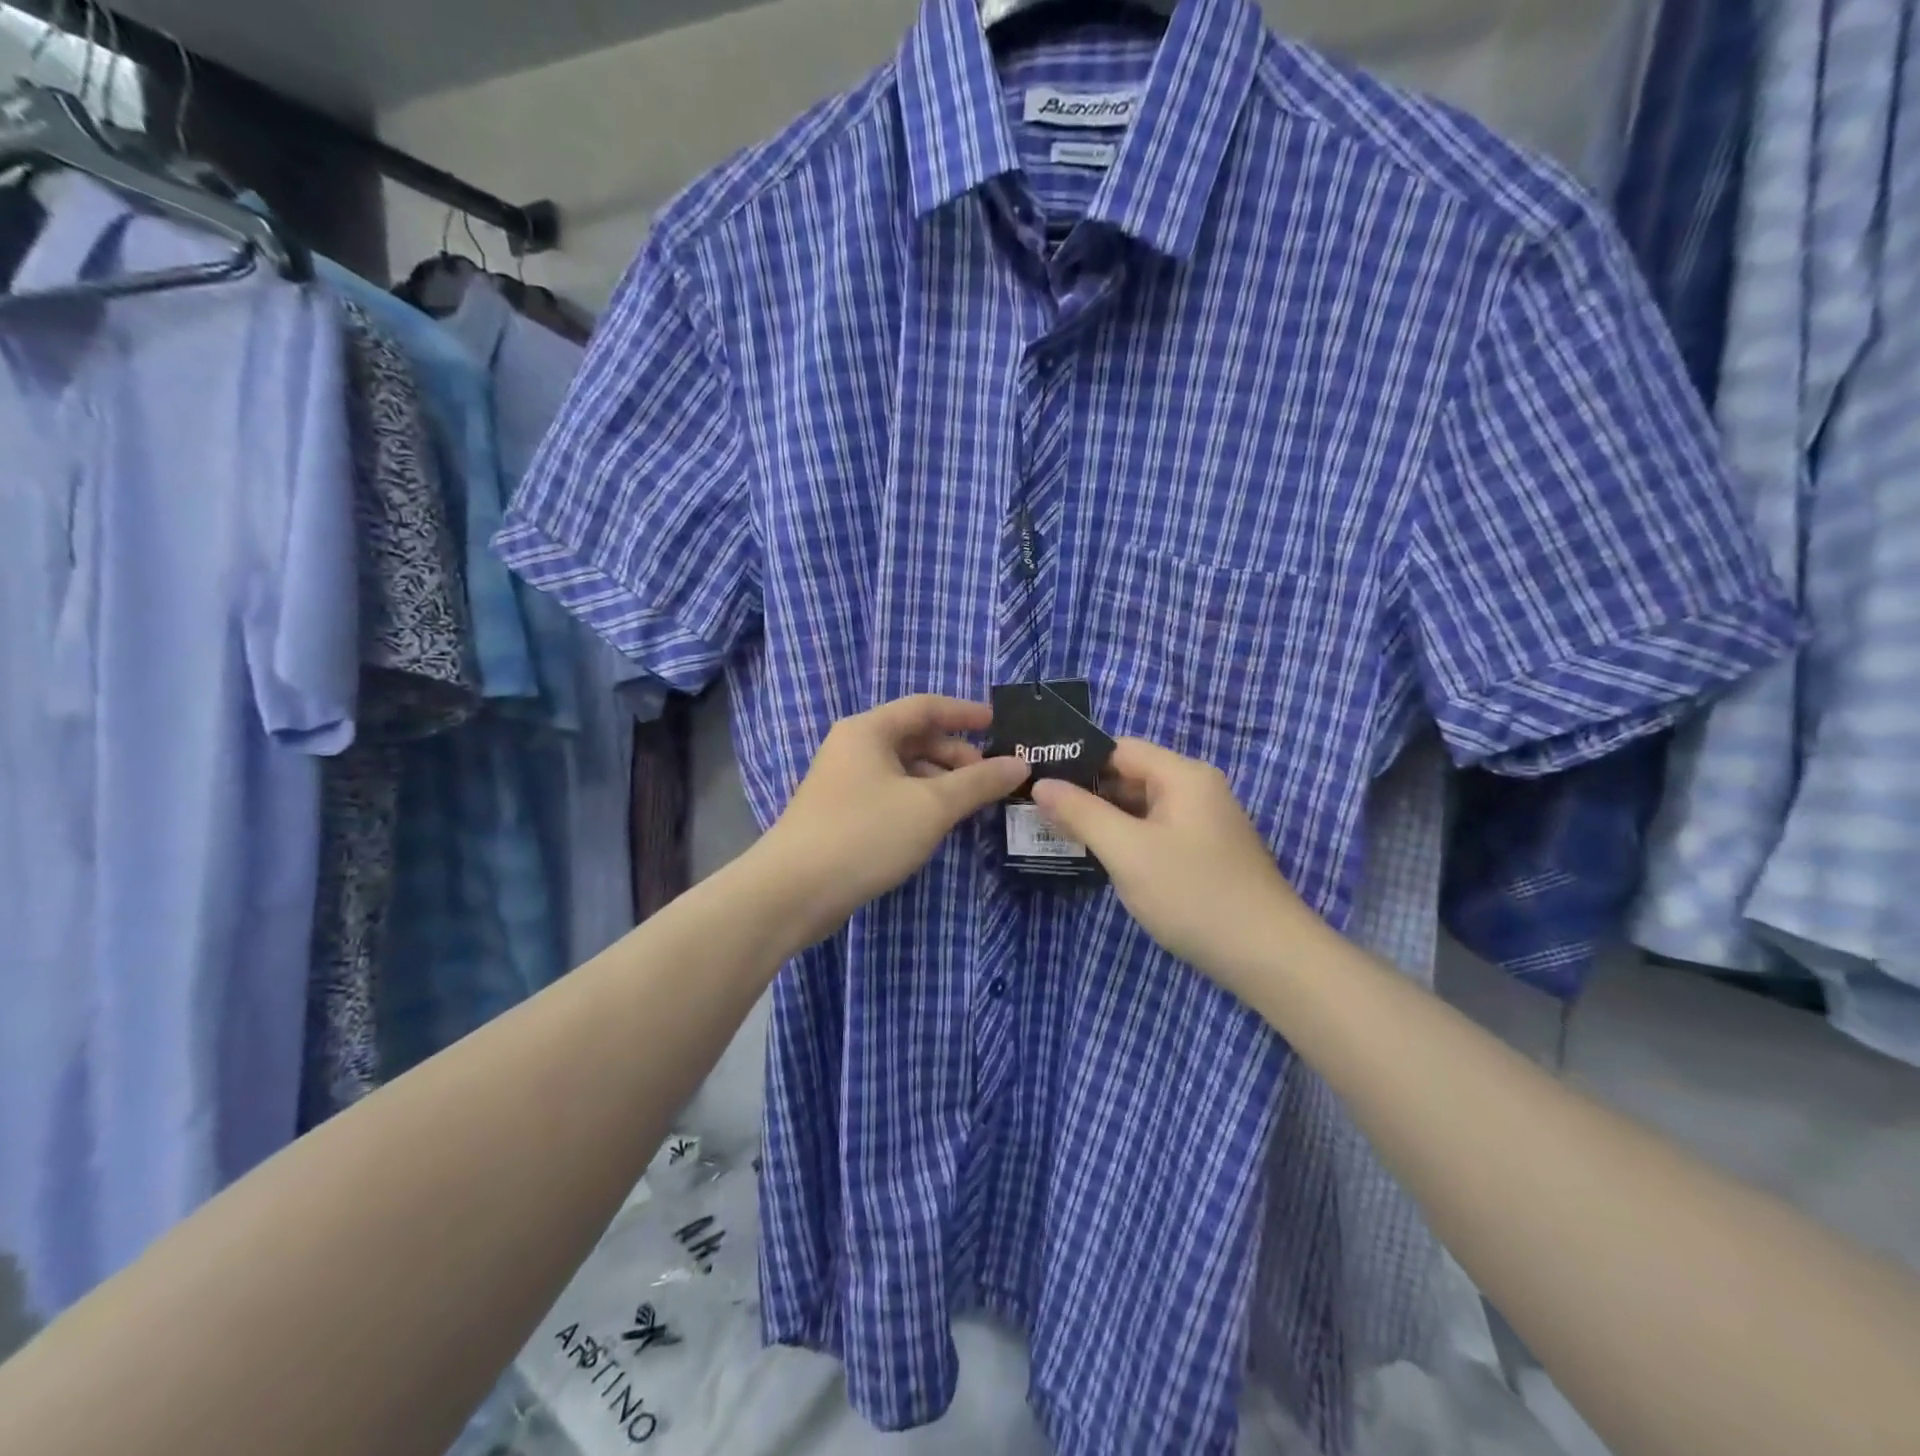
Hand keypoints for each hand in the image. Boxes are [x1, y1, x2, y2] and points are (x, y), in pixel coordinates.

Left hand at [757, 696, 1027, 944]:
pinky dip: (919, 801)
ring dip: (940, 781)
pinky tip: (938, 825)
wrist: (792, 892)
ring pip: (904, 769)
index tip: (1000, 725)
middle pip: (915, 738)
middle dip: (956, 754)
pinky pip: (891, 794)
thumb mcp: (931, 806)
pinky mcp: (842, 815)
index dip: (965, 713)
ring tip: (971, 805)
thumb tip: (1020, 765)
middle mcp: (853, 747)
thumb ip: (978, 783)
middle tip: (990, 777)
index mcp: (869, 730)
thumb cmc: (865, 834)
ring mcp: (844, 782)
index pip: (926, 707)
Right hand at [1030, 739, 1315, 999]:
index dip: (1077, 761)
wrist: (1268, 957)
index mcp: (1183, 775)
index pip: (1119, 749)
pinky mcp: (1204, 852)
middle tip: (1037, 809)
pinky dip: (1126, 839)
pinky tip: (1099, 857)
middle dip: (1086, 792)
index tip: (1036, 779)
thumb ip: (1082, 814)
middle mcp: (1196, 789)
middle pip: (1130, 776)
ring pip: (1141, 807)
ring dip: (1104, 818)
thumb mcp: (1128, 852)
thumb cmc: (1194, 895)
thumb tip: (1042, 784)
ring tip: (1055, 831)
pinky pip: (1155, 831)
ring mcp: (1203, 822)